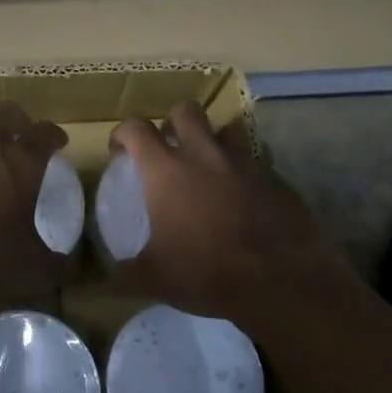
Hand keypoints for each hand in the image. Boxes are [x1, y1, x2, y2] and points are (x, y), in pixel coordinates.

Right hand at [109, 101, 348, 321]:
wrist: (280, 281)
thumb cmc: (207, 272)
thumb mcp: (155, 279)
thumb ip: (126, 272)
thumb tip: (111, 276)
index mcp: (167, 170)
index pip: (137, 129)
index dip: (123, 133)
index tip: (120, 150)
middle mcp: (205, 154)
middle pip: (186, 111)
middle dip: (172, 122)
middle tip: (168, 147)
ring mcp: (244, 163)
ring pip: (225, 132)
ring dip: (212, 143)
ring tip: (208, 170)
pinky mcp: (276, 179)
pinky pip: (254, 163)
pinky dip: (242, 174)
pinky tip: (242, 201)